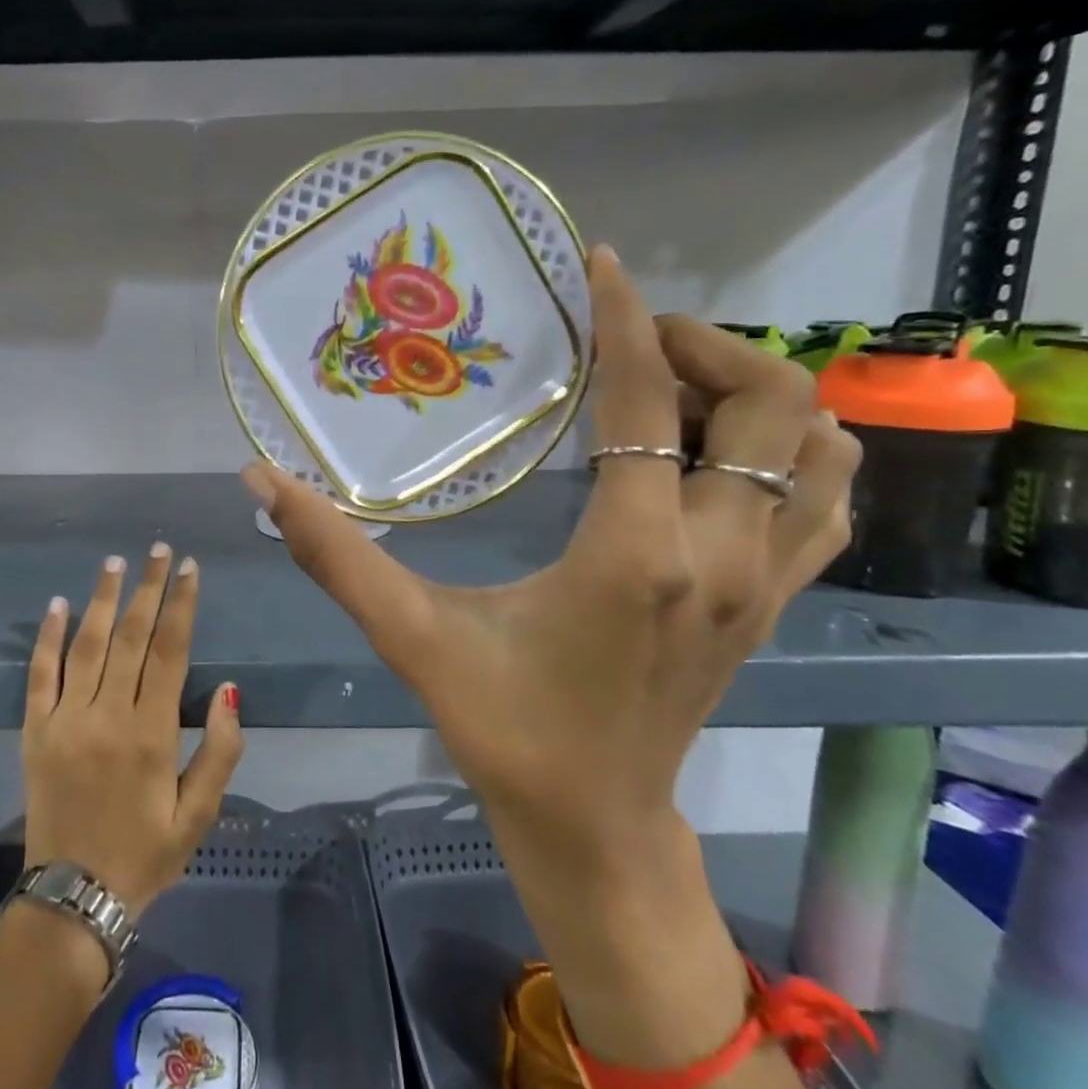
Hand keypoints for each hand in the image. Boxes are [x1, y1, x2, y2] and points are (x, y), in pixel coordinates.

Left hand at [22, 544, 243, 913]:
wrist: (74, 899)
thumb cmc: (145, 854)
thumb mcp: (199, 814)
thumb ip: (219, 750)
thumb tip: (228, 689)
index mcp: (151, 733)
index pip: (169, 651)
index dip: (182, 605)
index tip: (190, 568)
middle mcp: (107, 715)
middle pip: (130, 636)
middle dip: (148, 588)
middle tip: (159, 550)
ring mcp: (65, 720)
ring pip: (86, 645)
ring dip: (101, 599)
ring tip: (115, 562)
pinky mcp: (35, 732)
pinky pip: (39, 675)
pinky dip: (48, 637)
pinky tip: (58, 604)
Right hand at [244, 247, 859, 871]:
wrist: (593, 824)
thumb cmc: (503, 729)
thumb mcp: (411, 635)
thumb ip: (334, 554)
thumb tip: (262, 481)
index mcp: (635, 554)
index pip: (648, 402)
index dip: (625, 319)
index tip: (600, 264)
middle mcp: (721, 556)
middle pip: (773, 404)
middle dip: (706, 347)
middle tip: (632, 344)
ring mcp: (764, 582)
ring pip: (822, 449)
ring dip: (759, 397)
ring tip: (677, 394)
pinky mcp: (774, 603)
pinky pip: (825, 502)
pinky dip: (793, 454)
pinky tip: (719, 457)